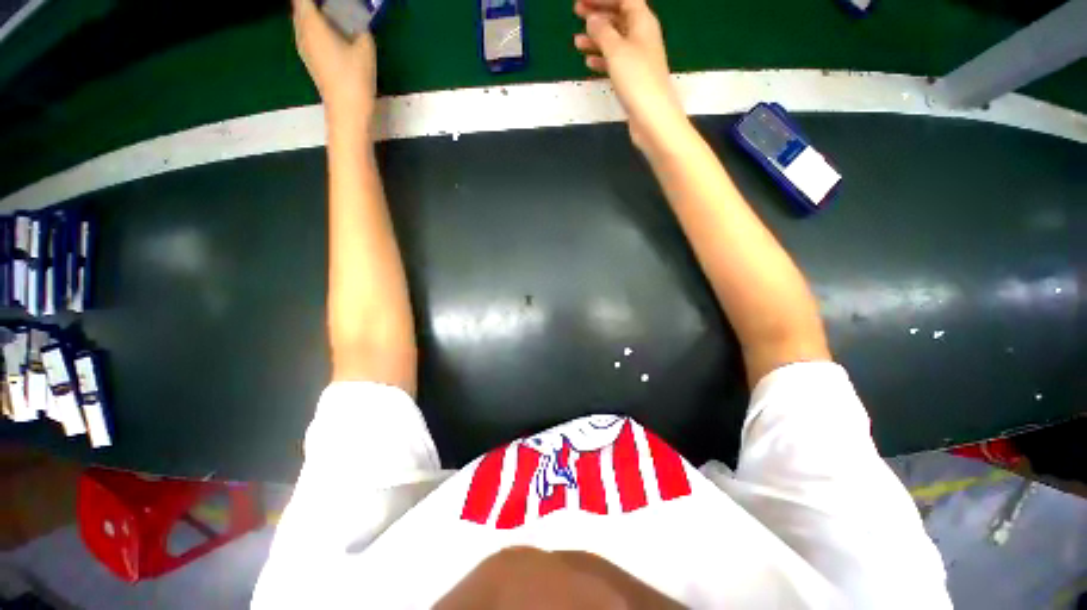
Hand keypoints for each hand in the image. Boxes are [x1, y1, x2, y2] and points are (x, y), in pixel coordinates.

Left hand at [293, 0, 376, 129]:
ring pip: (303, 18)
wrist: (347, 110)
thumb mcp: (365, 47)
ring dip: (315, 12)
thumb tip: (357, 16)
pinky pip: (307, 31)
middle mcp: (301, 31)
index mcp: (311, 23)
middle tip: (334, 5)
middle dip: (313, 2)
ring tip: (334, 13)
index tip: (332, 2)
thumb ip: (359, 25)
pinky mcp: (310, 58)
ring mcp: (303, 46)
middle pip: (300, 6)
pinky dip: (316, 24)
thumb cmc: (355, 78)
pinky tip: (332, 30)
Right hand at [573, 0, 686, 150]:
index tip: (582, 0)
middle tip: (576, 12)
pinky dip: (602, 59)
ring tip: (576, 42)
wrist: (652, 117)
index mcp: (642, 22)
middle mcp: (642, 36)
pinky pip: (615, 62)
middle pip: (619, 17)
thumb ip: (602, 31)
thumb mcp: (616, 50)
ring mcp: (638, 59)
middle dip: (598, 14)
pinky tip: (589, 63)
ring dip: (596, 39)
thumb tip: (593, 19)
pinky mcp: (633, 78)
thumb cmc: (636, 79)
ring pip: (615, 41)